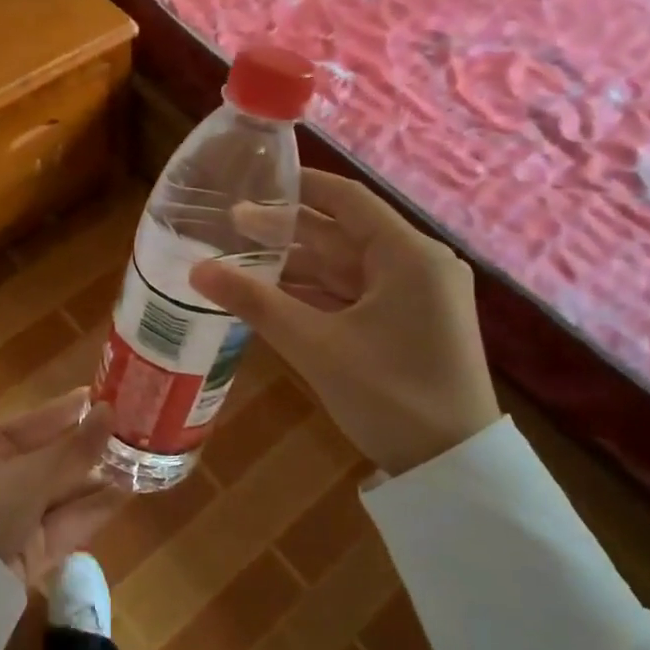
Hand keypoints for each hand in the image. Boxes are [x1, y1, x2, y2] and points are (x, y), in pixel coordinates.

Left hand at [0, 388, 126, 586]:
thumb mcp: (28, 475)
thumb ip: (73, 449)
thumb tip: (109, 411)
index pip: (36, 421)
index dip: (72, 409)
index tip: (108, 395)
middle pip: (53, 456)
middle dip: (92, 446)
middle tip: (137, 428)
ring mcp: (16, 517)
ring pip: (64, 490)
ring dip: (100, 477)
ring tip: (143, 459)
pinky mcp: (33, 551)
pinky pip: (68, 522)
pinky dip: (96, 508)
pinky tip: (129, 492)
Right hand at [190, 169, 499, 472]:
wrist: (452, 469)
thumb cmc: (390, 395)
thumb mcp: (317, 346)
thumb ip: (256, 303)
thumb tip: (197, 271)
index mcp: (408, 255)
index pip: (348, 200)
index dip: (299, 187)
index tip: (254, 181)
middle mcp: (419, 265)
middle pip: (344, 234)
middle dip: (288, 231)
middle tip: (231, 224)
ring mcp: (418, 296)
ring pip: (349, 267)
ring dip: (300, 266)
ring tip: (243, 258)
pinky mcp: (412, 323)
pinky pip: (358, 295)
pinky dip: (320, 294)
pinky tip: (277, 295)